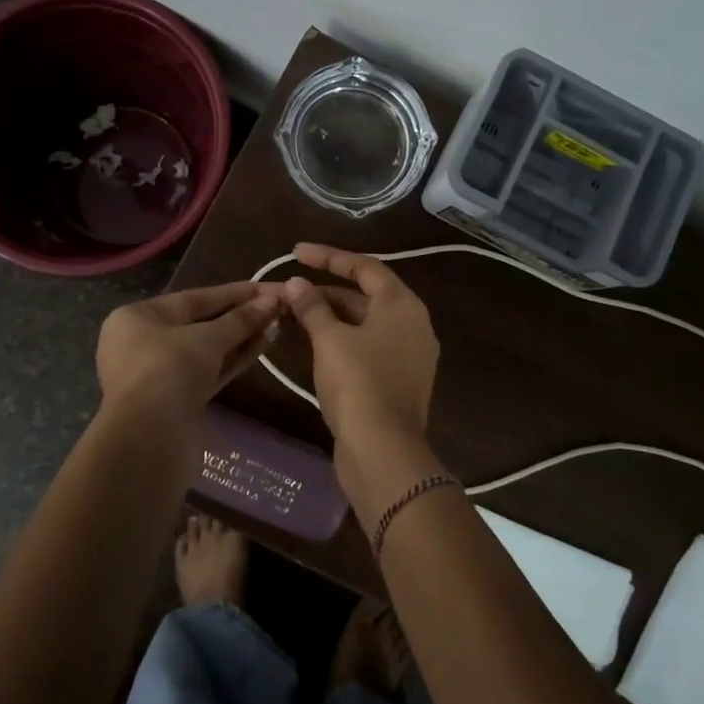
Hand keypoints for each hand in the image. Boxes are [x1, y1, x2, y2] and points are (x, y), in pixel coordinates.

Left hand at [95, 282, 282, 422]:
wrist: (148, 439)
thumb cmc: (168, 371)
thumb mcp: (207, 338)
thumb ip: (241, 319)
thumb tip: (273, 300)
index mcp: (139, 317)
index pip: (195, 297)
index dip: (236, 292)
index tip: (270, 288)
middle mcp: (145, 342)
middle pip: (201, 323)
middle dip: (240, 316)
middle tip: (279, 307)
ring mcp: (161, 374)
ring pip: (207, 350)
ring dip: (241, 338)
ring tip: (276, 325)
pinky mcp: (177, 401)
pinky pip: (209, 372)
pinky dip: (233, 360)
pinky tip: (262, 346)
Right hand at [281, 243, 438, 449]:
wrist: (383, 451)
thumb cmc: (358, 383)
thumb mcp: (330, 339)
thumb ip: (312, 306)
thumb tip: (296, 284)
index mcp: (403, 305)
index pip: (365, 267)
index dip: (328, 256)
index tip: (295, 252)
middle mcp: (414, 324)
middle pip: (366, 295)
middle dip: (326, 291)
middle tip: (289, 290)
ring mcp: (410, 355)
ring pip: (365, 324)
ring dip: (331, 316)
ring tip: (294, 314)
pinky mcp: (399, 381)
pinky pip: (368, 347)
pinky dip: (342, 340)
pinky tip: (314, 345)